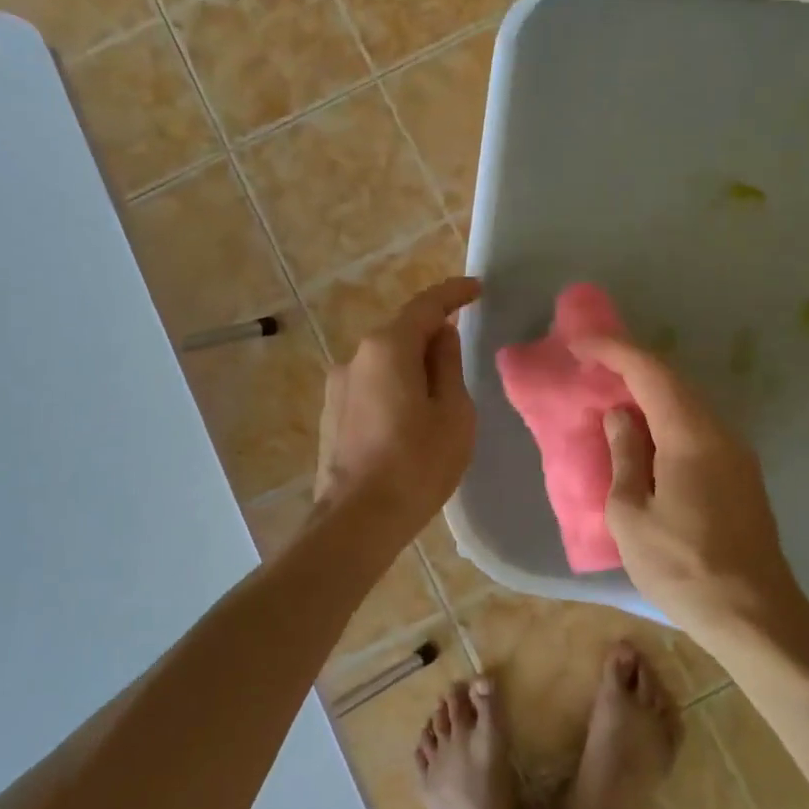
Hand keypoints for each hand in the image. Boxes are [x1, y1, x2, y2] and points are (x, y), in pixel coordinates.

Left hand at [315, 277, 481, 543]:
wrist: (358, 520)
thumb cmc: (418, 464)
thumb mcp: (452, 411)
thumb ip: (447, 364)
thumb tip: (441, 336)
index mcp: (387, 348)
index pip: (426, 306)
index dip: (453, 293)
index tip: (476, 288)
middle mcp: (355, 357)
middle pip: (401, 333)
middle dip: (433, 336)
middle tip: (462, 357)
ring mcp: (338, 387)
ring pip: (385, 363)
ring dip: (413, 367)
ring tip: (439, 400)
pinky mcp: (332, 415)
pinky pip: (372, 387)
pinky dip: (395, 389)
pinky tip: (410, 421)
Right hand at [571, 337, 800, 631]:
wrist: (754, 614)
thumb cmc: (682, 567)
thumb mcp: (632, 514)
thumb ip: (624, 457)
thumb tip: (621, 417)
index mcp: (690, 435)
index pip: (650, 372)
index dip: (614, 350)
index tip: (579, 342)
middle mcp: (719, 433)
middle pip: (674, 382)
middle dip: (631, 366)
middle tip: (591, 367)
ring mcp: (736, 454)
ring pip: (688, 405)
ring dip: (649, 394)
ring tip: (612, 398)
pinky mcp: (741, 475)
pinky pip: (698, 429)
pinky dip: (666, 420)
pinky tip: (645, 438)